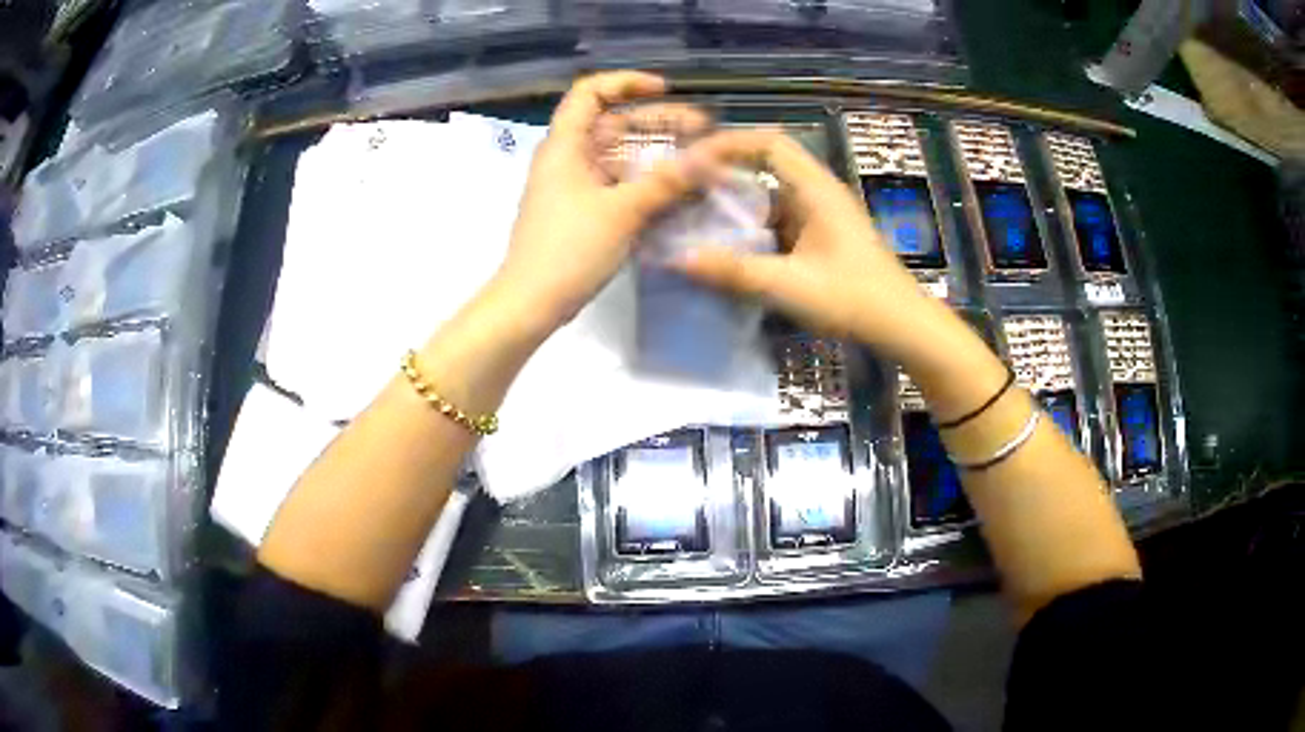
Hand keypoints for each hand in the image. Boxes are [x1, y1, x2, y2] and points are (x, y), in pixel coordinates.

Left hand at [494, 71, 711, 332]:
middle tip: (704, 130)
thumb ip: (667, 181)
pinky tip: (680, 190)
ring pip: (621, 156)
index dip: (626, 82)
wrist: (531, 302)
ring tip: (702, 159)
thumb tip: (711, 156)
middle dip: (659, 122)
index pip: (590, 92)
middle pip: (615, 123)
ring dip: (658, 155)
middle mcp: (569, 157)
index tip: (664, 90)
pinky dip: (647, 182)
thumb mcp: (622, 212)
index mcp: (566, 145)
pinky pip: (620, 184)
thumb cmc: (568, 249)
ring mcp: (576, 185)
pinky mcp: (583, 210)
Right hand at [670, 129, 941, 358]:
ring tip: (694, 215)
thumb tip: (677, 259)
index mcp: (816, 189)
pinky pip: (776, 219)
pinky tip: (726, 245)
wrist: (901, 326)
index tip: (691, 160)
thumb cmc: (854, 299)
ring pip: (768, 194)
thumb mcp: (790, 285)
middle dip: (724, 172)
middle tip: (684, 188)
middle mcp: (817, 192)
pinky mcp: (818, 237)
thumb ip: (733, 271)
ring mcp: (819, 215)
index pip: (768, 143)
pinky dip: (749, 226)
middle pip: (765, 164)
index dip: (728, 144)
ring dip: (735, 202)